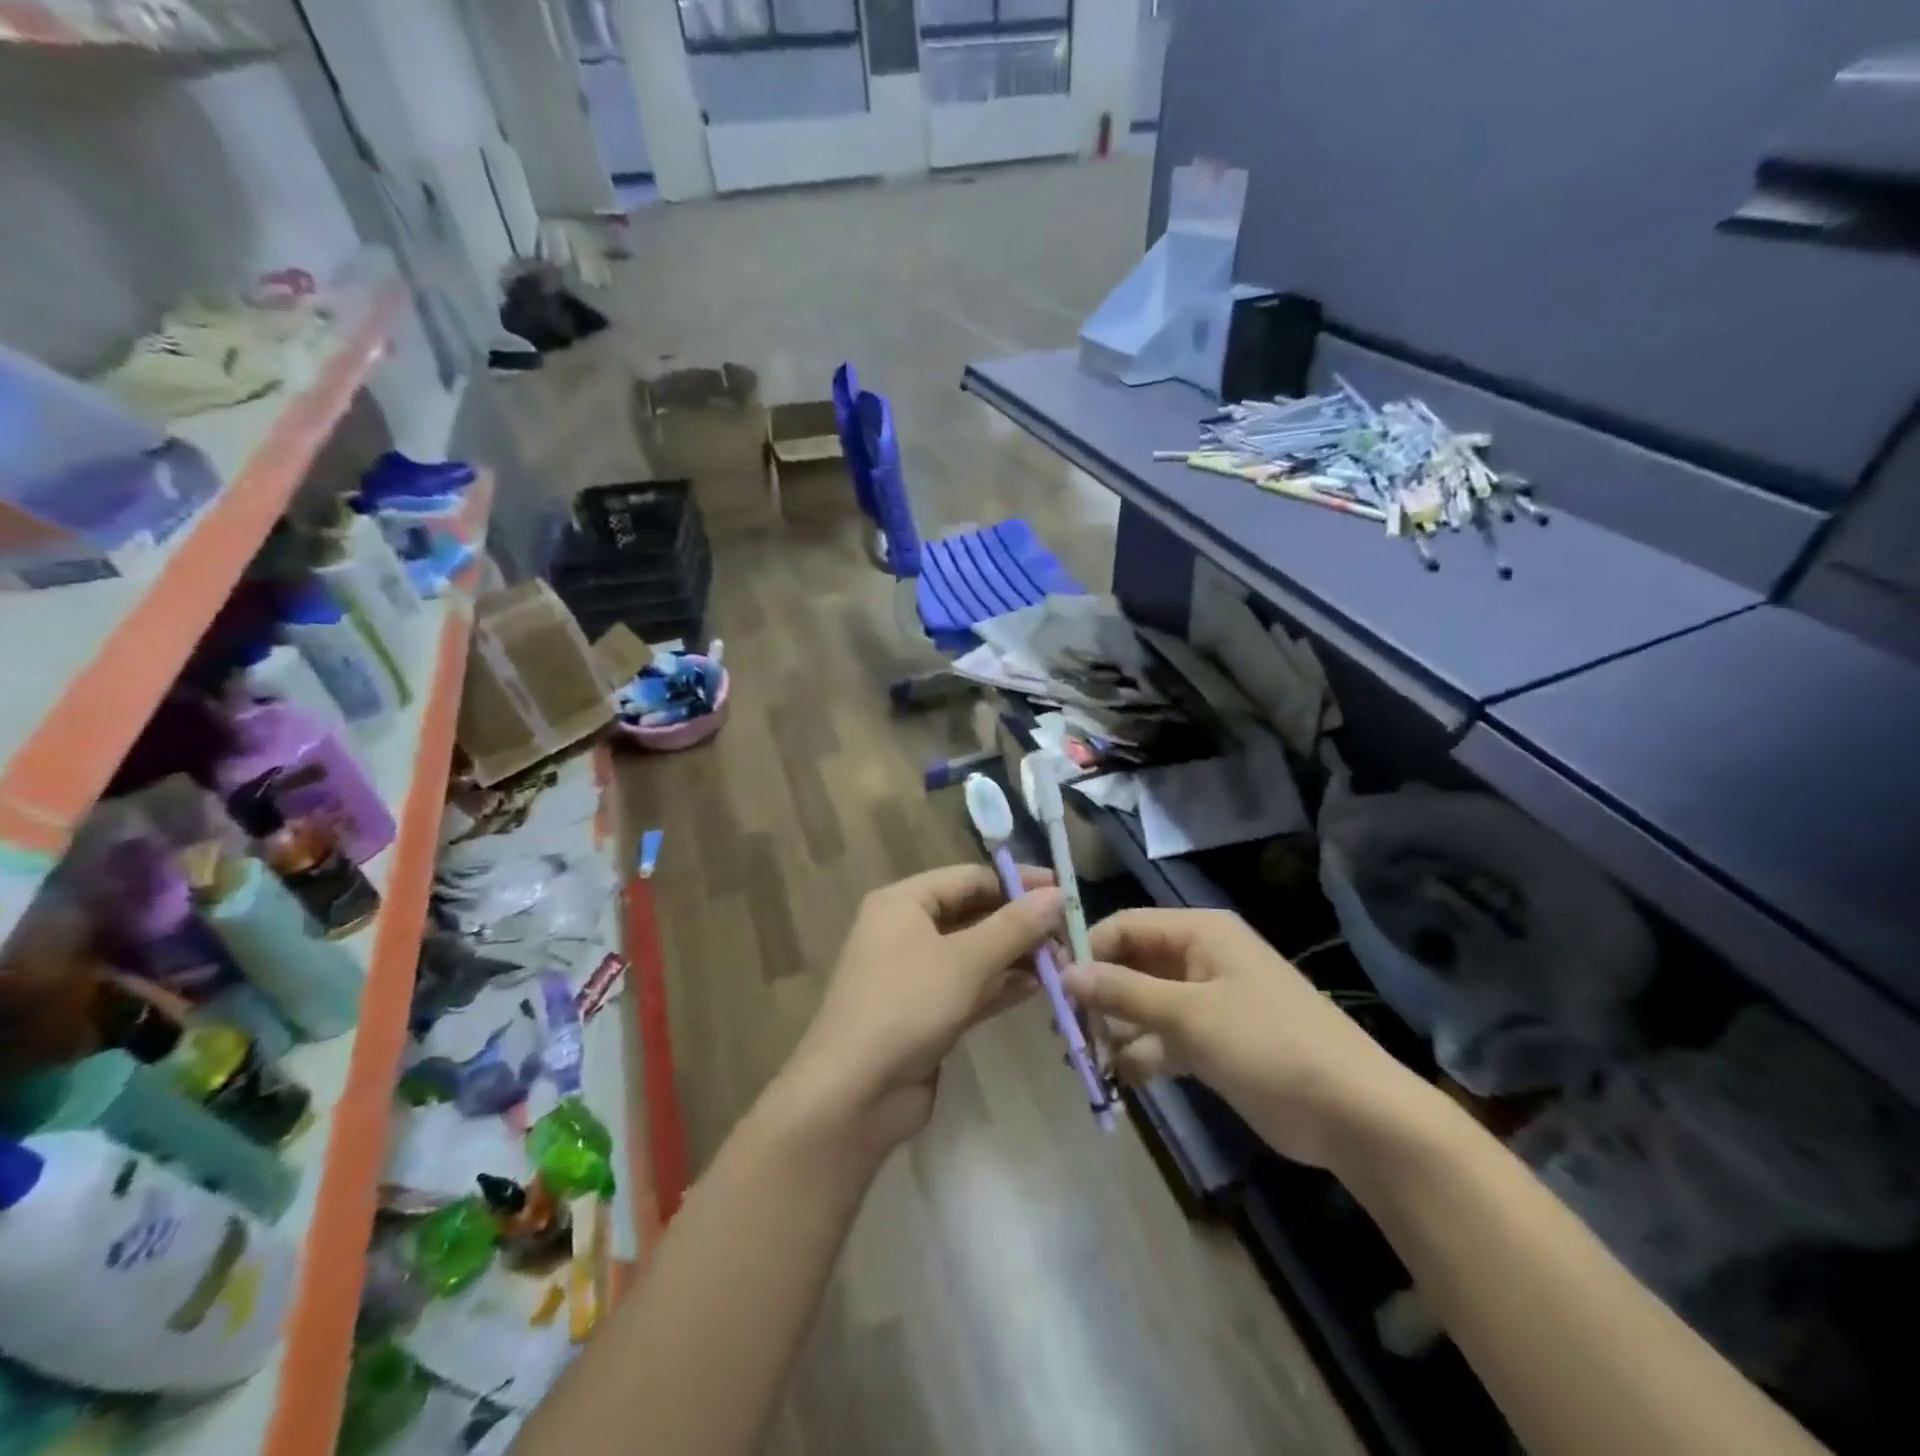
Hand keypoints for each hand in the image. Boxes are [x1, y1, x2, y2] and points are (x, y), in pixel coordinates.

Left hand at [779, 865, 1062, 1156]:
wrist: (854, 1093)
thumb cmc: (906, 1006)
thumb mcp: (965, 959)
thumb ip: (1014, 926)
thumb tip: (1057, 895)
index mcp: (903, 903)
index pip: (968, 878)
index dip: (1015, 882)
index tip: (1061, 890)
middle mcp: (906, 931)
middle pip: (972, 914)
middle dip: (1019, 923)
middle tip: (1068, 932)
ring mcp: (914, 974)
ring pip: (974, 953)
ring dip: (1016, 956)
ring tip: (1064, 961)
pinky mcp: (925, 1012)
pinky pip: (970, 987)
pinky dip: (1001, 985)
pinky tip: (1040, 987)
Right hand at [1065, 908, 1433, 1168]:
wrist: (1355, 1114)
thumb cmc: (1269, 1044)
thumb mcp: (1190, 1014)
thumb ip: (1124, 991)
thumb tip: (1065, 971)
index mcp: (1199, 933)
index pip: (1126, 927)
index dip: (1087, 950)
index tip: (1052, 983)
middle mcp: (1200, 959)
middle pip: (1132, 966)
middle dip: (1098, 995)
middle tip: (1063, 1028)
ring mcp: (1208, 1002)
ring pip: (1144, 1005)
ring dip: (1115, 1029)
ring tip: (1084, 1059)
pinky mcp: (1215, 1042)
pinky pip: (1164, 1039)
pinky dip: (1142, 1055)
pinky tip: (1120, 1079)